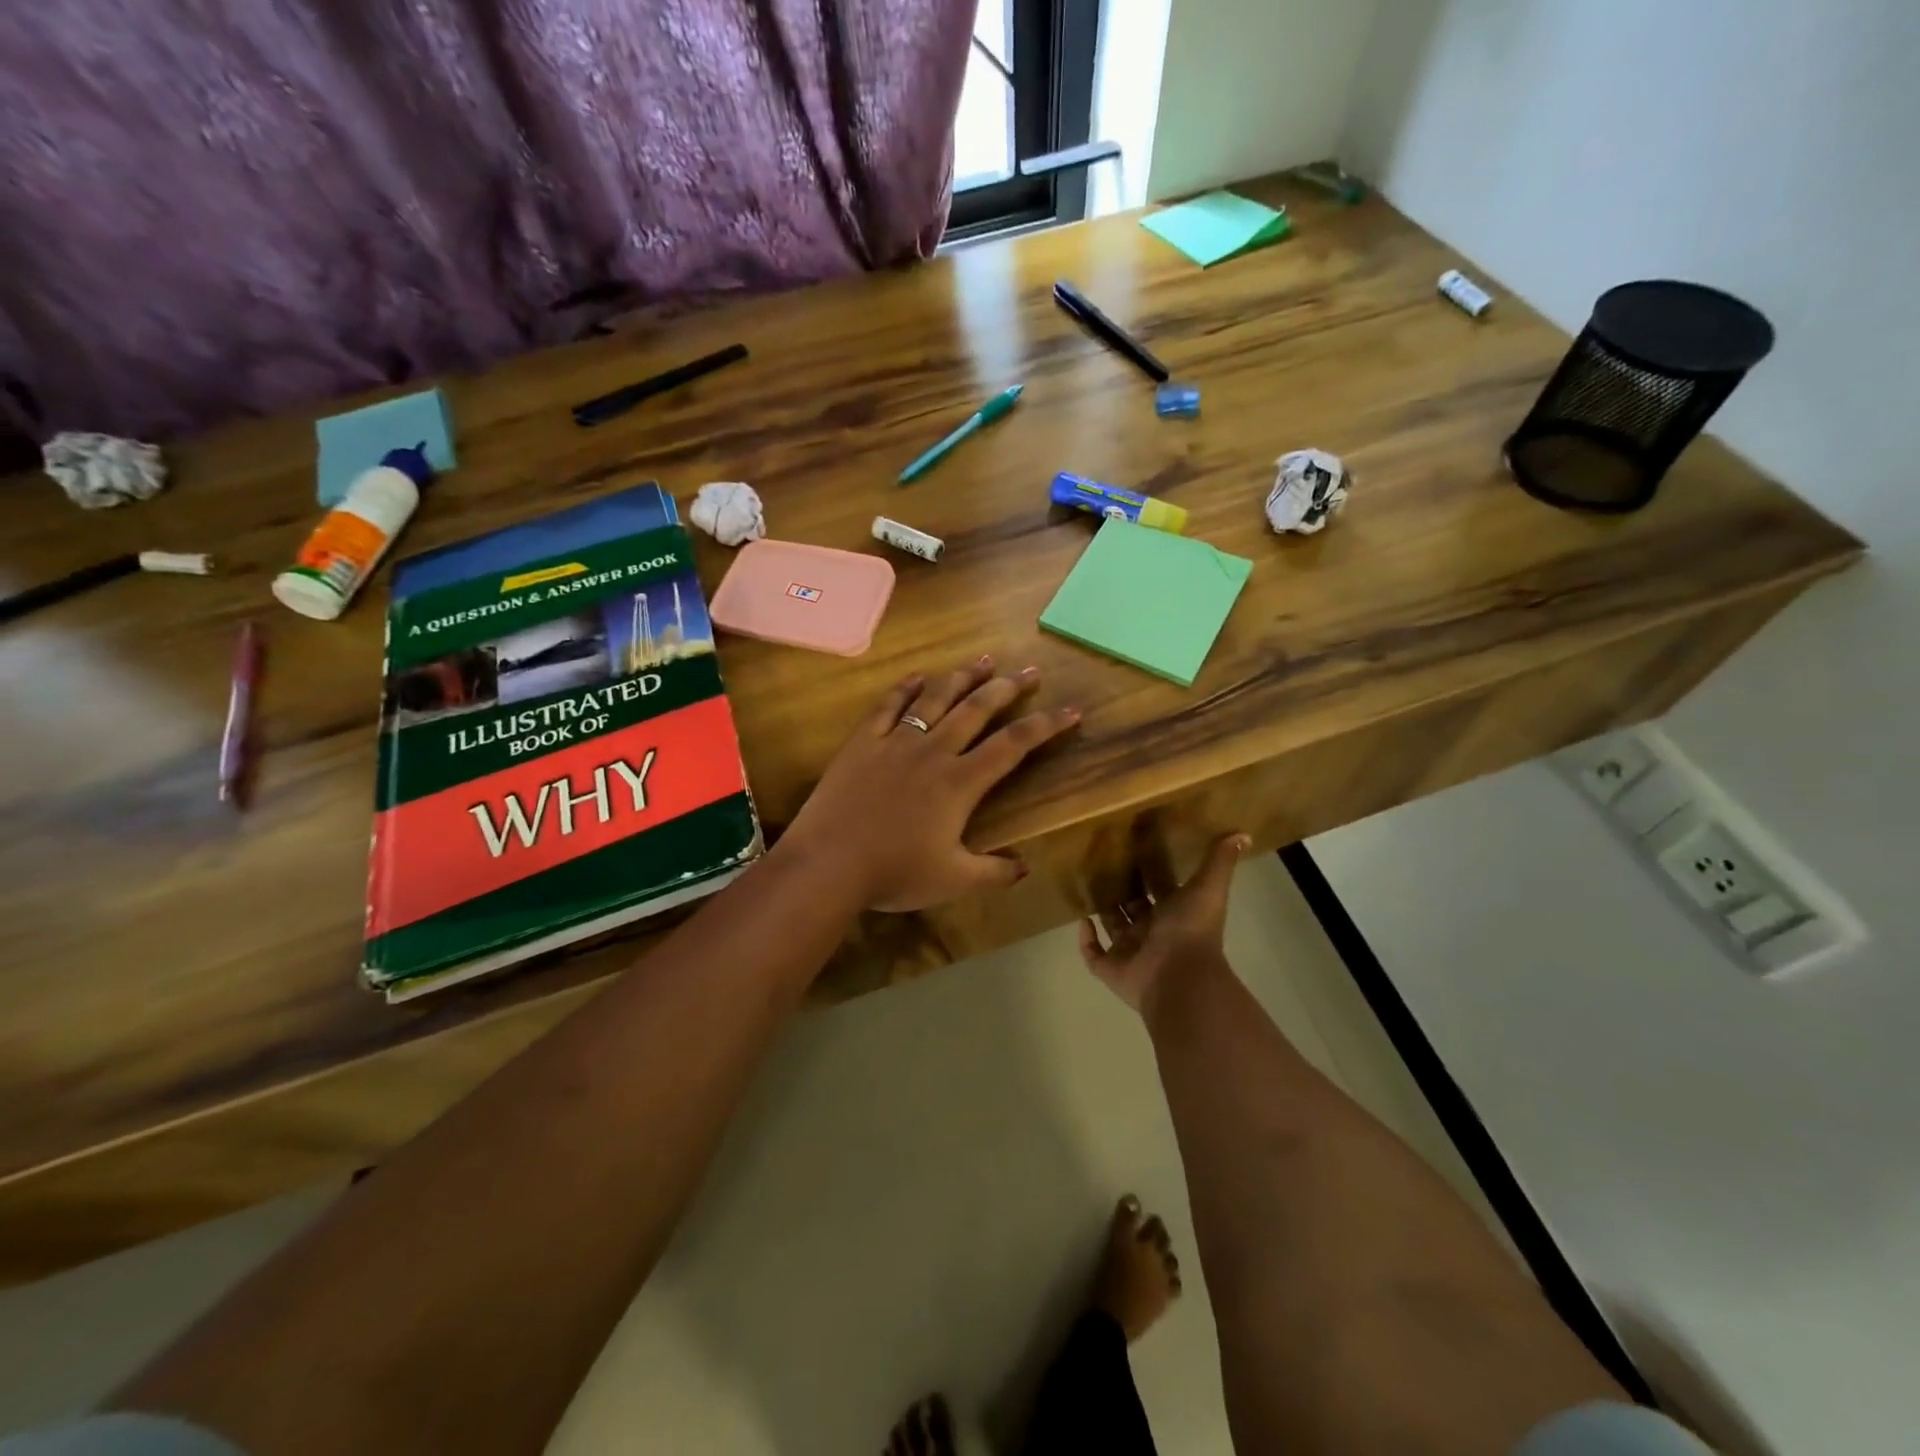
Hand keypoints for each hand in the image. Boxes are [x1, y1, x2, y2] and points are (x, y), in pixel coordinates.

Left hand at [783, 657, 1079, 912]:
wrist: (829, 863)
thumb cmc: (894, 873)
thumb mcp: (953, 881)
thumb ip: (993, 872)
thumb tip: (1025, 867)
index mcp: (960, 782)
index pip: (1013, 745)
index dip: (1046, 725)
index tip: (1071, 710)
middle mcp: (933, 751)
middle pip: (977, 709)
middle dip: (1007, 688)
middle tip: (1028, 670)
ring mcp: (895, 742)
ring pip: (935, 698)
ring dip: (962, 677)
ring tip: (983, 660)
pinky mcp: (862, 742)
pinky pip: (888, 706)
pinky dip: (904, 688)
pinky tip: (917, 677)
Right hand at [1078, 830, 1250, 1016]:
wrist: (1179, 977)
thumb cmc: (1192, 930)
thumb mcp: (1208, 887)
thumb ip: (1220, 861)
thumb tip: (1243, 834)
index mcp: (1175, 915)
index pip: (1162, 891)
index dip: (1152, 875)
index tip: (1136, 851)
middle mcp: (1152, 933)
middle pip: (1135, 909)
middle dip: (1123, 891)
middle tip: (1103, 864)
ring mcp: (1131, 952)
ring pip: (1114, 929)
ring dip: (1103, 912)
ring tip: (1087, 886)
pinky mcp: (1111, 969)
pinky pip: (1093, 954)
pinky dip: (1086, 940)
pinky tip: (1081, 920)